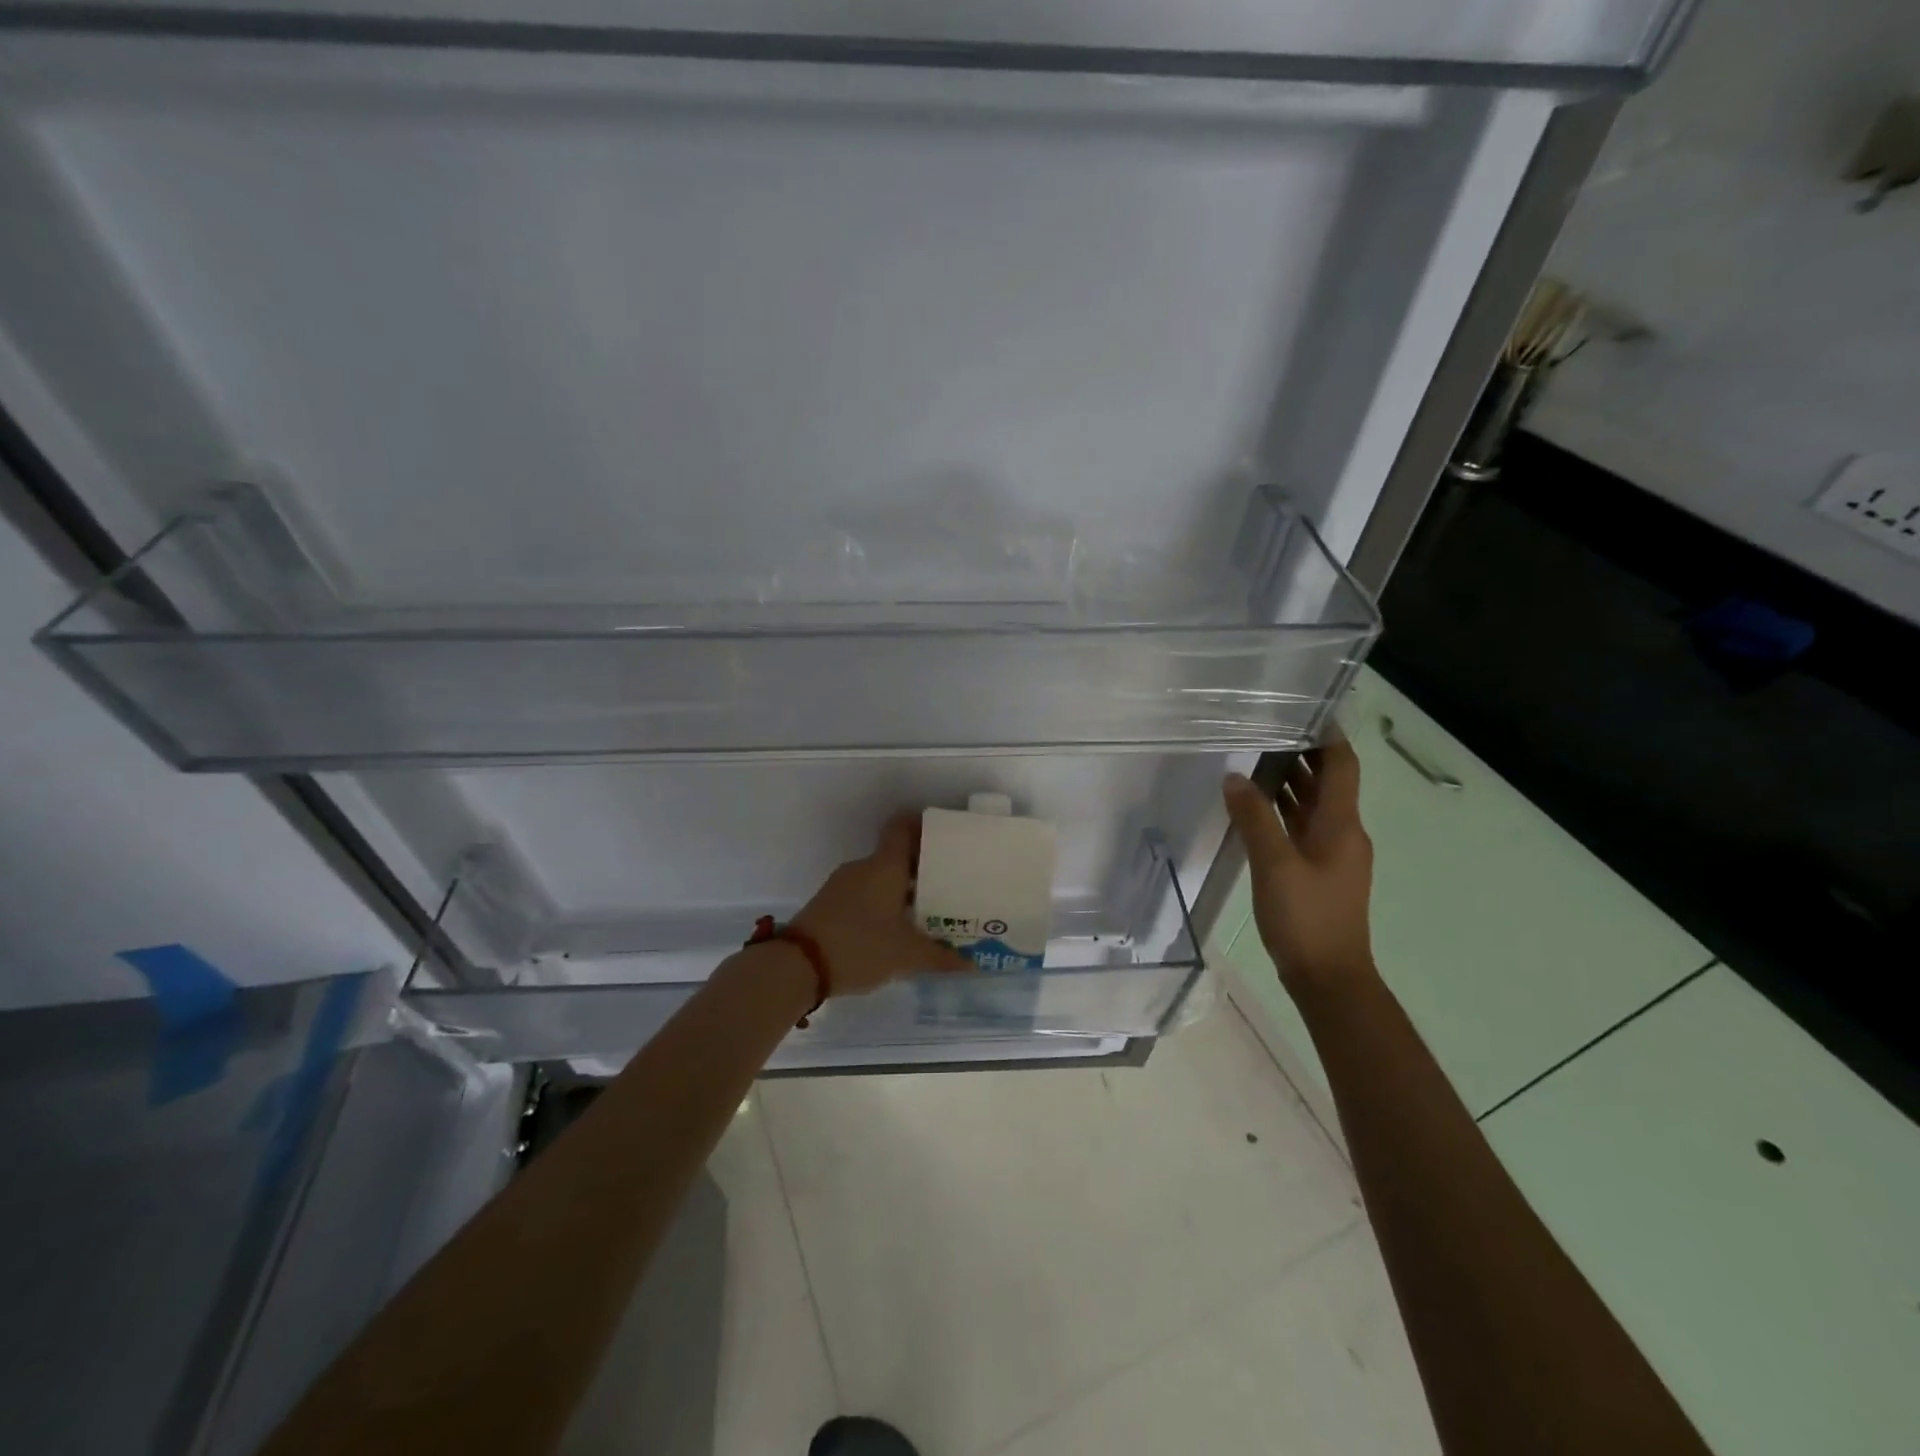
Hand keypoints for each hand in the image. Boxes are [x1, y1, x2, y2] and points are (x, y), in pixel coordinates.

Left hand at [792, 814, 971, 996]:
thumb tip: (974, 963)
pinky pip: (864, 893)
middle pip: (895, 855)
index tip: (944, 836)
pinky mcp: (829, 903)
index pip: (902, 827)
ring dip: (900, 889)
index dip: (922, 825)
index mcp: (885, 866)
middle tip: (947, 884)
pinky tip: (895, 929)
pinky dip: (882, 903)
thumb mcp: (906, 955)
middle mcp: (864, 867)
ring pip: (880, 877)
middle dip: (921, 868)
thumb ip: (941, 957)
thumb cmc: (860, 946)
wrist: (797, 966)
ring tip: (925, 910)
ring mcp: (843, 884)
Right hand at [1222, 731, 1375, 998]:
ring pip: (1313, 807)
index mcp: (1341, 824)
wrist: (1329, 978)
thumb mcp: (1275, 864)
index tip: (1303, 710)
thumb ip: (1255, 817)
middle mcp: (1343, 833)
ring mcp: (1332, 855)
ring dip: (1291, 784)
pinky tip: (1255, 809)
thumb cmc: (1306, 917)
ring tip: (1253, 760)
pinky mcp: (1319, 873)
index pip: (1342, 766)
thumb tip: (1235, 777)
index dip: (1328, 736)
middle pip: (1328, 783)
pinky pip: (1302, 829)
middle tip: (1264, 730)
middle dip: (1301, 755)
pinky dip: (1284, 812)